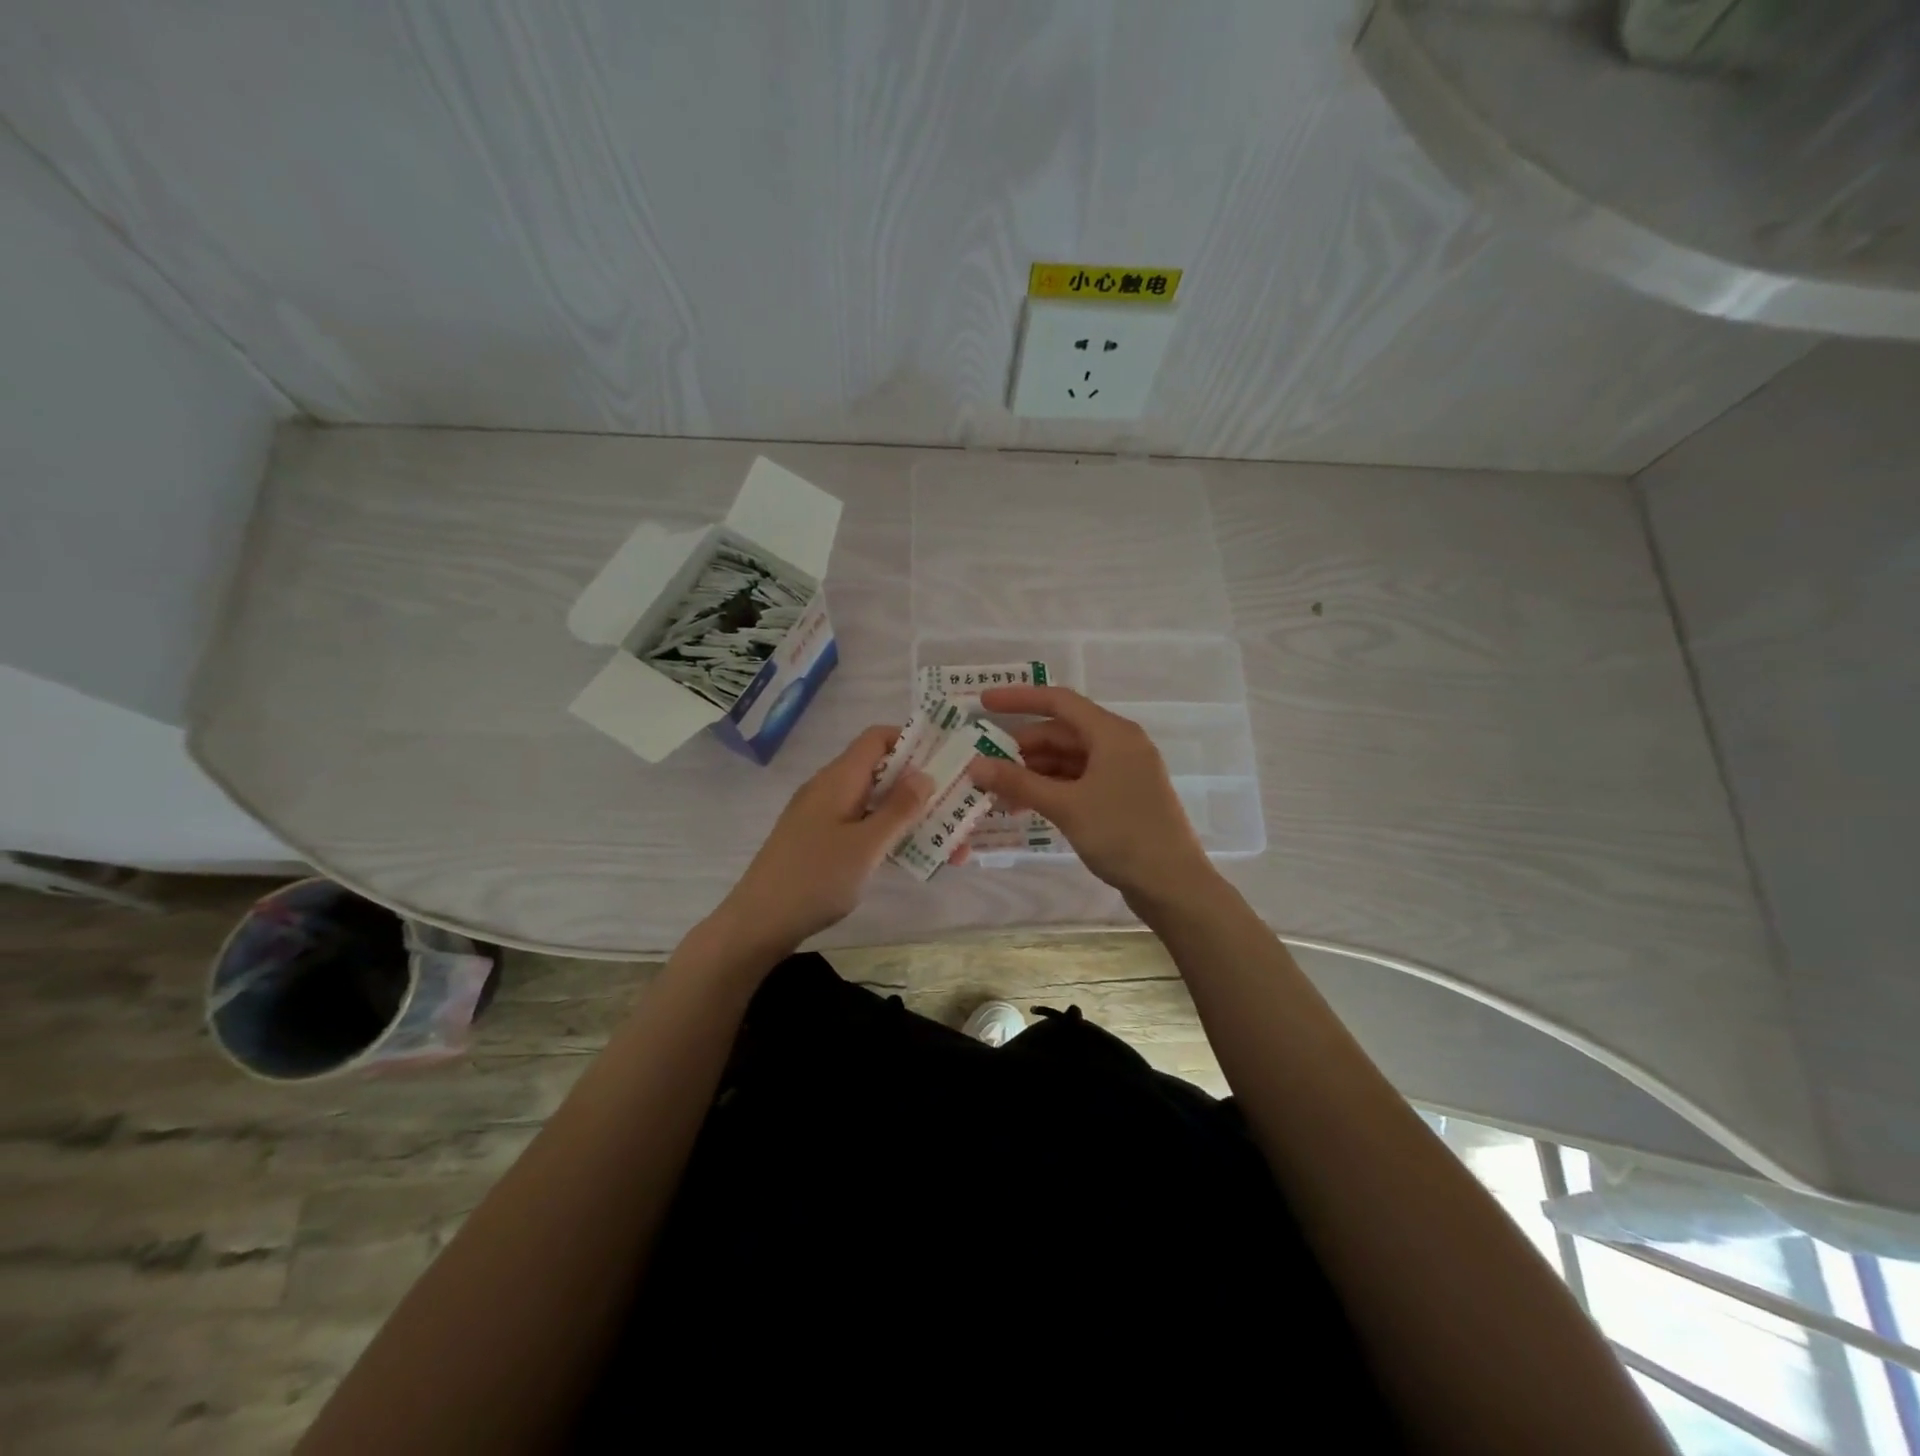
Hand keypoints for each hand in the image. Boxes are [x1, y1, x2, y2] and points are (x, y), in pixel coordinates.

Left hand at [707, 725, 930, 961]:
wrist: (759, 922)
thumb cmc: (815, 878)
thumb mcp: (866, 845)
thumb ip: (898, 809)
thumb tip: (925, 773)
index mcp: (839, 779)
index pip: (877, 738)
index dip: (912, 740)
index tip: (947, 758)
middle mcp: (831, 789)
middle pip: (881, 771)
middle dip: (921, 785)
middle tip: (959, 803)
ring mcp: (823, 816)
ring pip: (875, 803)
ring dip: (910, 815)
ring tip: (951, 839)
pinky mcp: (821, 841)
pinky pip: (862, 826)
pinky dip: (889, 834)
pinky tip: (916, 855)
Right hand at [970, 686, 1215, 902]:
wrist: (1173, 885)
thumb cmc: (1122, 835)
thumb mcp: (1066, 806)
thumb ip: (1019, 782)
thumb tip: (974, 765)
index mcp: (1112, 733)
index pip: (1059, 702)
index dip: (1019, 699)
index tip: (984, 703)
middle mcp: (1120, 745)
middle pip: (1062, 733)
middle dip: (1022, 748)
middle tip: (984, 765)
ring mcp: (1123, 772)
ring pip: (1069, 760)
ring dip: (1034, 772)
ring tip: (998, 792)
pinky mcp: (1122, 797)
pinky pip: (1079, 781)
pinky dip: (1052, 789)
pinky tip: (1026, 807)